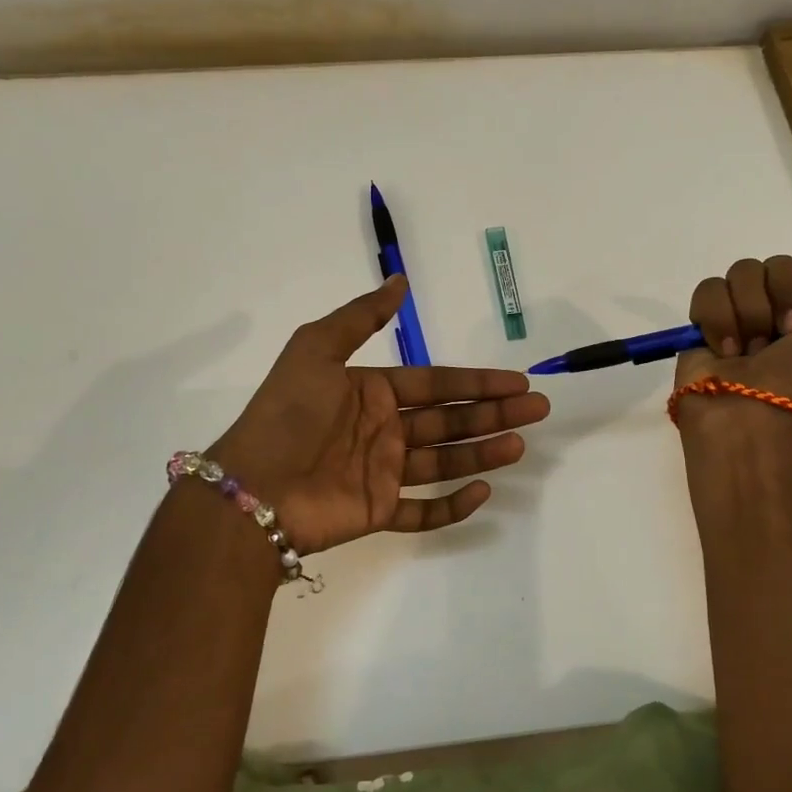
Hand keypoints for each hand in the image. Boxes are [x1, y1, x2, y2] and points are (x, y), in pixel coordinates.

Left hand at [207, 276, 550, 554]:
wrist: (253, 487)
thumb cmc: (288, 414)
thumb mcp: (316, 349)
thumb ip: (361, 316)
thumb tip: (399, 279)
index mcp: (371, 390)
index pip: (436, 383)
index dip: (477, 382)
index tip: (517, 381)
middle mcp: (382, 429)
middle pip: (448, 420)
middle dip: (493, 414)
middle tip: (537, 410)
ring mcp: (381, 472)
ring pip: (443, 461)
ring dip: (482, 452)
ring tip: (519, 444)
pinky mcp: (377, 511)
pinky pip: (422, 511)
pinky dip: (451, 505)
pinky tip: (482, 491)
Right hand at [673, 254, 791, 429]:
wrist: (758, 410)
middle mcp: (779, 319)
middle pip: (777, 265)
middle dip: (784, 293)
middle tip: (788, 331)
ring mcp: (738, 320)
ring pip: (740, 274)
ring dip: (751, 311)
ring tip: (752, 349)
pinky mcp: (701, 326)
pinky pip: (707, 292)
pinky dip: (718, 319)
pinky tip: (725, 349)